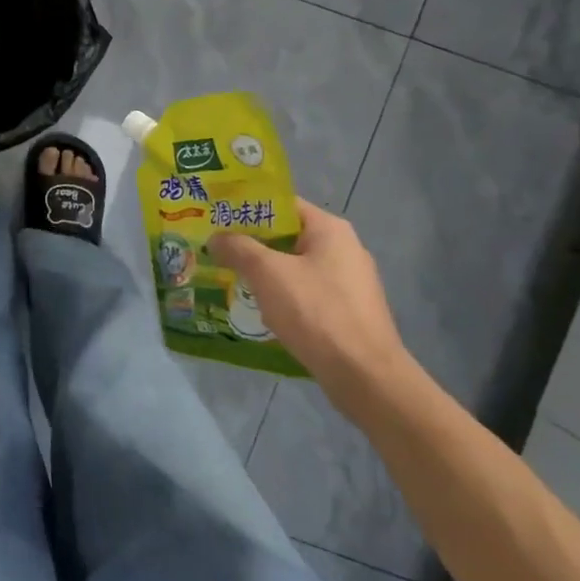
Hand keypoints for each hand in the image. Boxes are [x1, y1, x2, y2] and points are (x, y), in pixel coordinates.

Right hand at [208, 199, 418, 419]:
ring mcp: (348, 282)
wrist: (365, 375)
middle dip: (250, 242)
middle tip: (214, 247)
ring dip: (263, 271)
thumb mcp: (267, 273)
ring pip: (294, 266)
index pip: (282, 204)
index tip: (216, 216)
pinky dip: (281, 295)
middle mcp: (344, 249)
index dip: (247, 208)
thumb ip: (238, 248)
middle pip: (287, 235)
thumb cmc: (316, 311)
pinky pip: (305, 292)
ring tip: (228, 277)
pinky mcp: (347, 311)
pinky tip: (258, 308)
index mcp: (330, 229)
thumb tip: (216, 237)